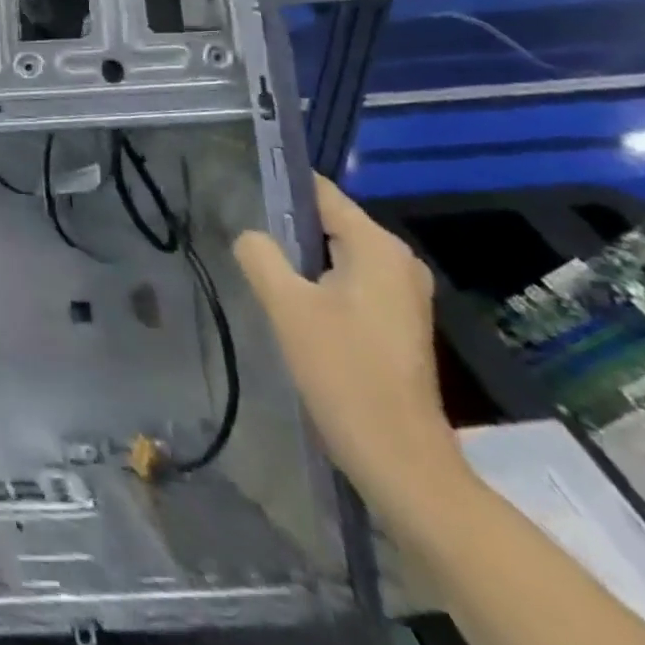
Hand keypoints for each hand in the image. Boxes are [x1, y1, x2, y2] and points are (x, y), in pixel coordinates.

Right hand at [233, 176, 466, 510]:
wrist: (398, 457)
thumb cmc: (342, 371)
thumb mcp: (286, 305)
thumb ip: (260, 255)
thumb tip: (250, 236)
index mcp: (377, 247)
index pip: (321, 194)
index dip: (280, 186)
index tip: (240, 189)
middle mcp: (398, 261)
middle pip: (329, 223)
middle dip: (287, 227)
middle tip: (245, 239)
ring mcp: (403, 293)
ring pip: (337, 254)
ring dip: (301, 259)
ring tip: (261, 270)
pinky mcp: (398, 321)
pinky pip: (350, 280)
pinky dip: (320, 282)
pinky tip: (293, 304)